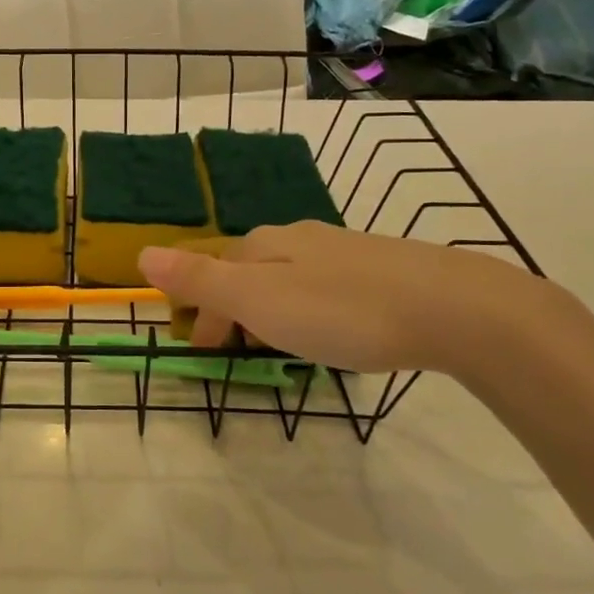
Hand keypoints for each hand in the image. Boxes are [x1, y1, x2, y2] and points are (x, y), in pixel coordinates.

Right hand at [137, 222, 552, 377]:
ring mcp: (341, 250)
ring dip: (269, 308)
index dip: (203, 314)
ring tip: (278, 343)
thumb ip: (201, 279)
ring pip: (287, 276)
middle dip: (233, 308)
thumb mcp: (260, 299)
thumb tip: (142, 253)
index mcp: (264, 246)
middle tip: (236, 351)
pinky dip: (307, 307)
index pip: (215, 275)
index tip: (204, 354)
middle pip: (248, 270)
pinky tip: (329, 326)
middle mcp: (298, 238)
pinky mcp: (379, 267)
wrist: (450, 306)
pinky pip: (323, 285)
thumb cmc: (342, 310)